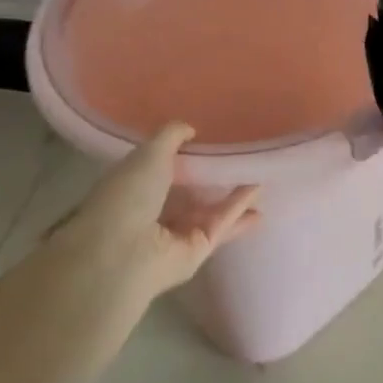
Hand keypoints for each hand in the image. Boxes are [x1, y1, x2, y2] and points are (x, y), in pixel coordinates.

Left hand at [25, 123, 258, 378]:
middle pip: (189, 193)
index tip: (208, 141)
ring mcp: (175, 234)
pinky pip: (220, 224)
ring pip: (209, 211)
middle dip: (211, 180)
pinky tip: (258, 191)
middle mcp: (153, 212)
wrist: (122, 252)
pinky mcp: (197, 251)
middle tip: (239, 161)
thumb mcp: (149, 153)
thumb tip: (190, 129)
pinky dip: (238, 208)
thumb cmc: (127, 195)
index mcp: (134, 187)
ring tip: (260, 176)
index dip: (184, 157)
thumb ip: (171, 136)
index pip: (162, 170)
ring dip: (232, 196)